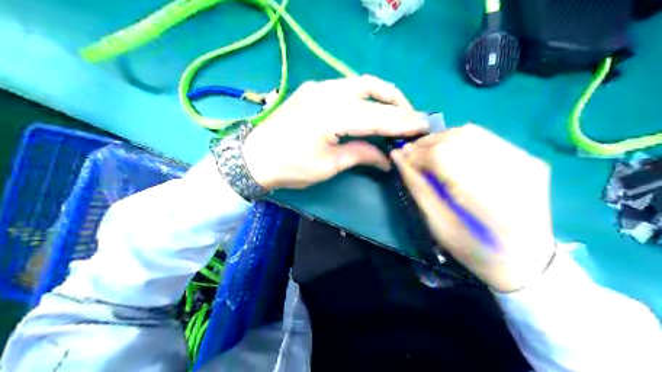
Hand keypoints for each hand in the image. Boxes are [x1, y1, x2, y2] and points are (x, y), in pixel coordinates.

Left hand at [243, 75, 429, 191]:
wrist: (254, 158)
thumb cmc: (291, 167)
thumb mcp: (329, 165)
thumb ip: (361, 154)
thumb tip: (388, 158)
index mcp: (332, 113)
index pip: (377, 116)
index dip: (402, 122)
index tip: (424, 125)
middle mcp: (328, 92)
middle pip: (373, 88)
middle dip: (397, 102)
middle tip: (412, 118)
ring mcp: (319, 87)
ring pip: (360, 82)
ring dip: (382, 94)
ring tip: (396, 111)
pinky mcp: (313, 89)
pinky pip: (346, 86)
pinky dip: (364, 94)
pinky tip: (370, 107)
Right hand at [389, 125, 554, 293]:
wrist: (527, 260)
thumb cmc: (477, 252)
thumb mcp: (440, 227)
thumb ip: (419, 188)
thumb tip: (399, 157)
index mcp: (491, 202)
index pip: (445, 157)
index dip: (418, 154)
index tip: (401, 157)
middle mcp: (514, 174)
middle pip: (459, 138)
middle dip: (427, 144)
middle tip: (411, 154)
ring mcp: (526, 162)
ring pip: (472, 133)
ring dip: (442, 139)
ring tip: (427, 152)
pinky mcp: (529, 158)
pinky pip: (486, 138)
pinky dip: (461, 140)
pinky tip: (450, 152)